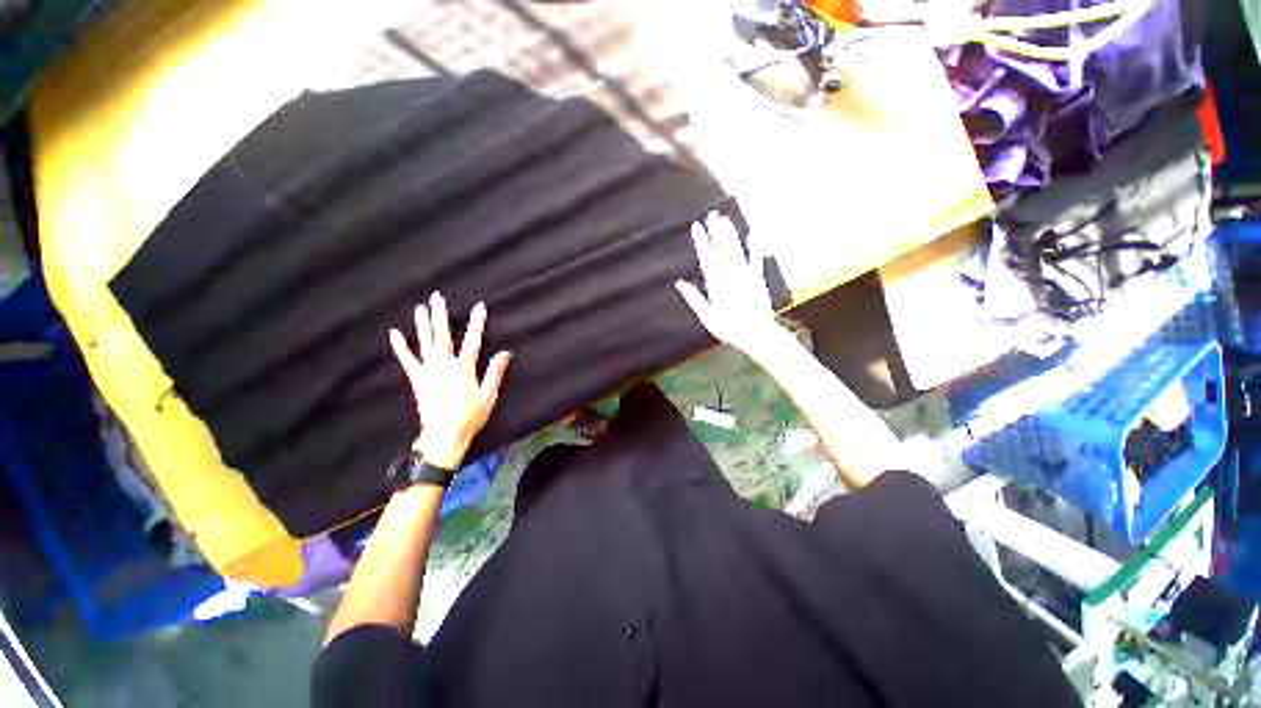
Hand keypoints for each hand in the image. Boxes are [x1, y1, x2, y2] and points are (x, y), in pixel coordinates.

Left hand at [389, 292, 511, 469]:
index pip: (473, 340)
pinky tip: (395, 334)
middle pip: (442, 336)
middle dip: (441, 315)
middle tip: (437, 297)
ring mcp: (428, 372)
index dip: (477, 322)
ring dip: (423, 325)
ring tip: (420, 308)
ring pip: (425, 343)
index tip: (480, 306)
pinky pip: (407, 360)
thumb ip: (495, 372)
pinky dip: (400, 347)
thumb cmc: (471, 416)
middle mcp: (444, 366)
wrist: (444, 435)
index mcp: (464, 369)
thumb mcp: (489, 395)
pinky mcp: (417, 379)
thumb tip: (505, 352)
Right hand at [675, 211, 786, 358]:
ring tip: (725, 219)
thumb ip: (693, 298)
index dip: (702, 241)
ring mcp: (745, 276)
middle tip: (712, 214)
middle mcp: (730, 276)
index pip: (707, 258)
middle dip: (716, 231)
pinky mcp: (758, 279)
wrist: (756, 334)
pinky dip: (755, 247)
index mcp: (716, 285)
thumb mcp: (707, 316)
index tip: (697, 226)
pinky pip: (756, 260)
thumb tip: (679, 283)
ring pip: (736, 251)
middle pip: (722, 250)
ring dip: (731, 234)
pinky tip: (753, 234)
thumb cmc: (729, 328)